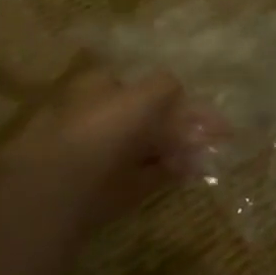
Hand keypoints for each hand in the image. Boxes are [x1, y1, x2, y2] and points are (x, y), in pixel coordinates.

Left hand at [0, 69, 224, 231]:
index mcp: (98, 89)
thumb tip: (177, 88)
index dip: (169, 94)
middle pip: (145, 118)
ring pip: (148, 147)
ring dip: (178, 148)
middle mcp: (98, 118)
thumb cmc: (104, 127)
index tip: (197, 106)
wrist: (63, 189)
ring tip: (207, 153)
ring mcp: (102, 156)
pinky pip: (147, 175)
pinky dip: (169, 172)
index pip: (138, 85)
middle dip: (179, 124)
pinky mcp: (109, 189)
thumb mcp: (144, 95)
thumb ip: (165, 87)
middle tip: (212, 133)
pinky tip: (192, 171)